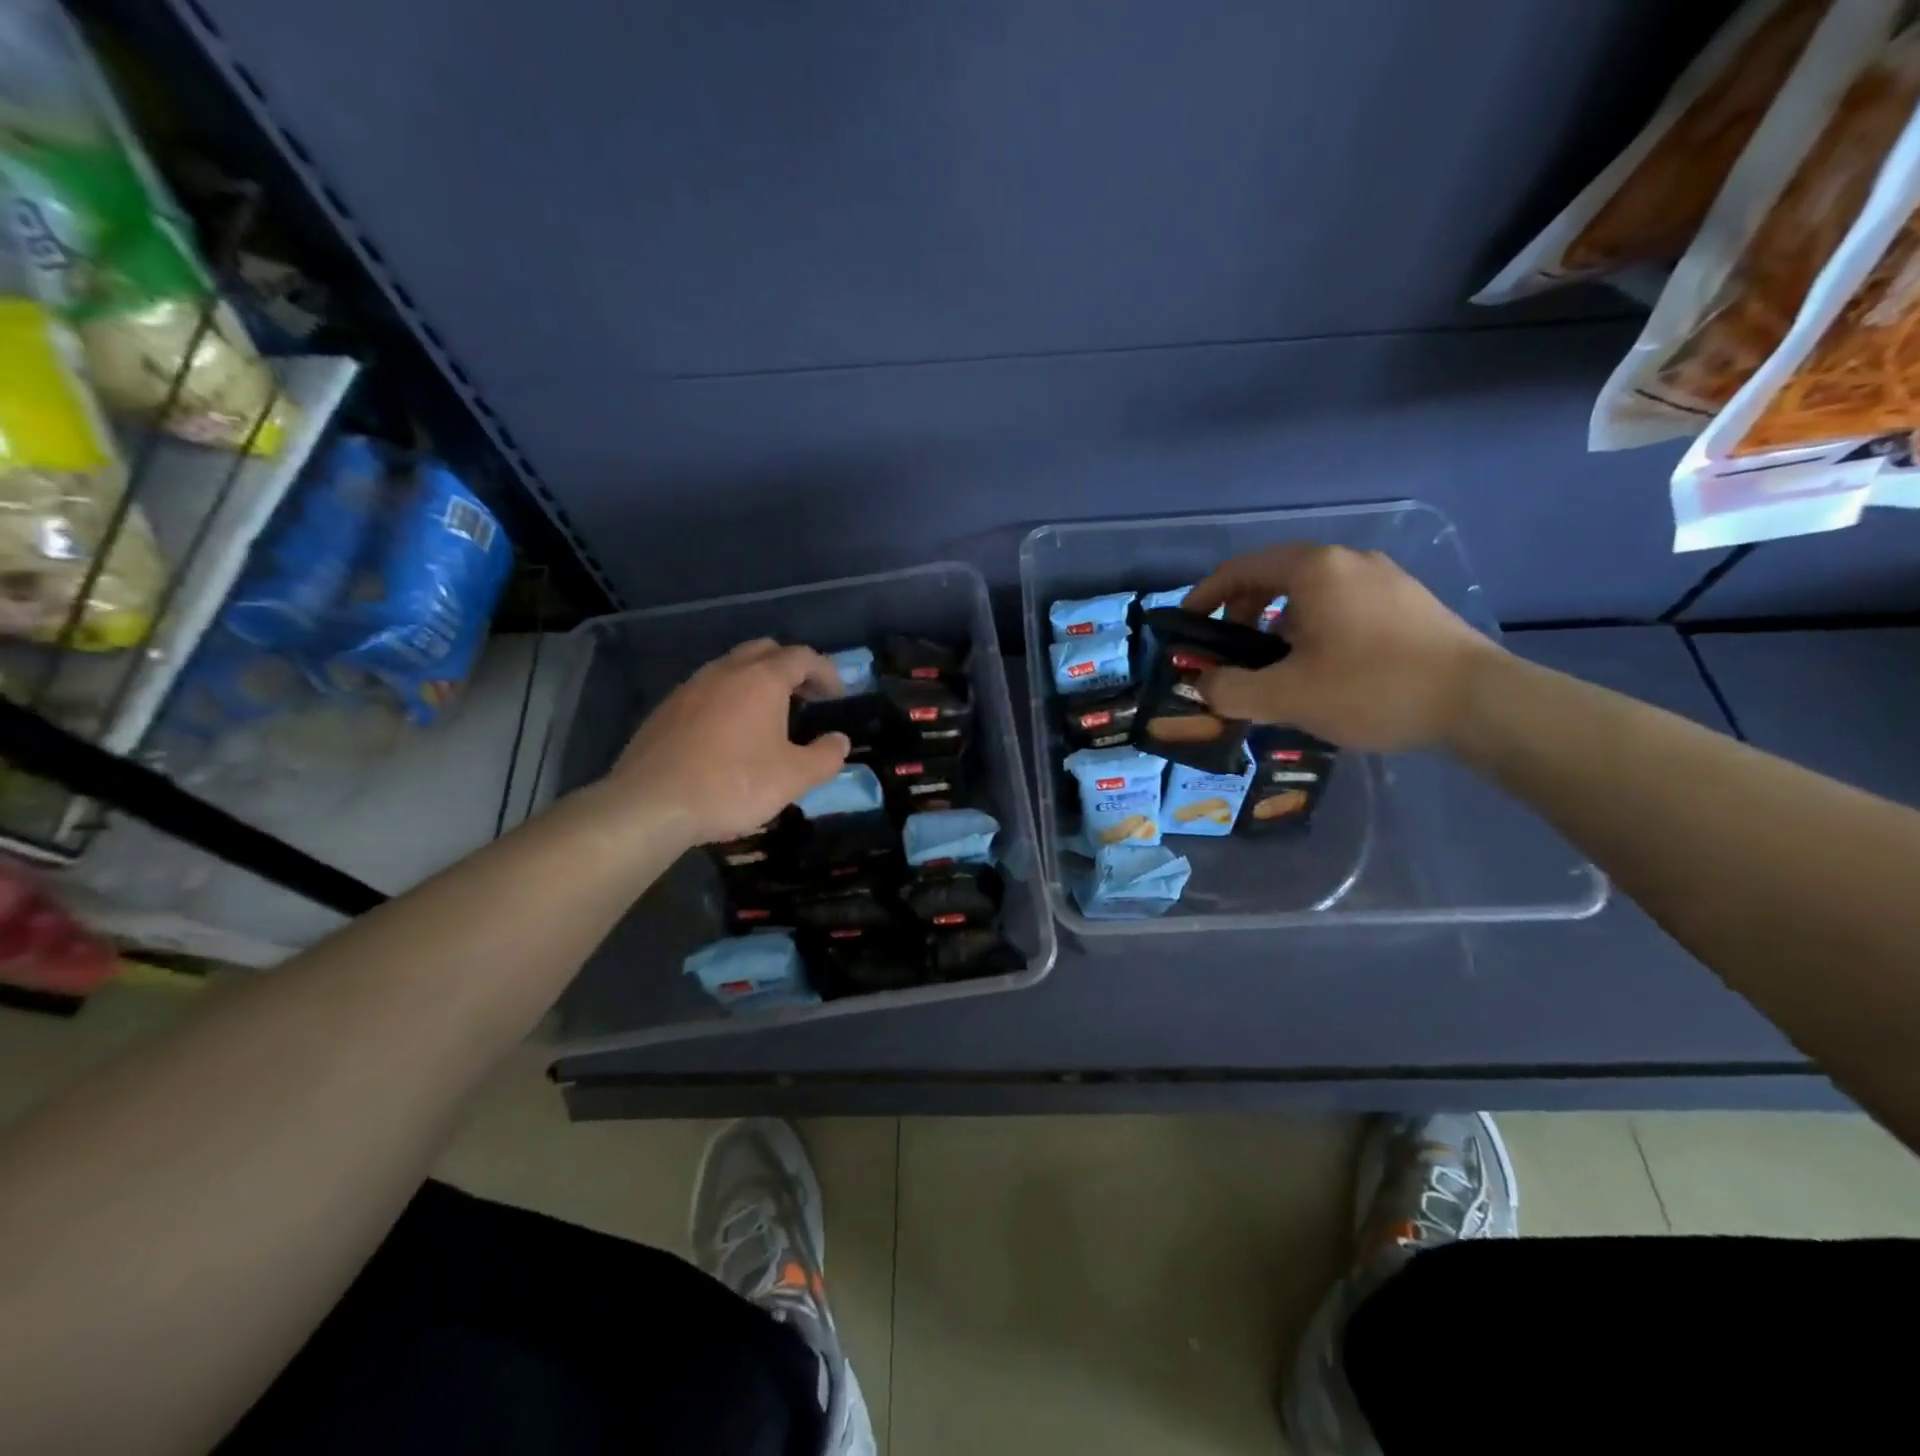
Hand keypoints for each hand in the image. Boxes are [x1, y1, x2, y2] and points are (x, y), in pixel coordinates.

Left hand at [604, 639, 850, 845]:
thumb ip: (825, 756)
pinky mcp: (666, 709)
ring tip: (768, 715)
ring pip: (731, 667)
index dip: (826, 671)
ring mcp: (690, 687)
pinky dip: (727, 698)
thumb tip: (839, 741)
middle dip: (790, 666)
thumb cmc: (733, 785)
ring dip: (756, 681)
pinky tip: (728, 733)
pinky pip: (707, 689)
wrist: (651, 804)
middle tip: (805, 696)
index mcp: (761, 679)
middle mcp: (725, 671)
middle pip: (765, 650)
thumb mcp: (794, 777)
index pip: (802, 657)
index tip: (837, 694)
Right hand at [1181, 543, 1503, 751]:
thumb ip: (1231, 690)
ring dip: (1277, 622)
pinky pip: (1341, 603)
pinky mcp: (1407, 601)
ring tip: (1274, 664)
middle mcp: (1347, 561)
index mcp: (1313, 570)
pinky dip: (1313, 625)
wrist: (1479, 702)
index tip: (1187, 626)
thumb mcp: (1286, 696)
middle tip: (1230, 652)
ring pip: (1310, 591)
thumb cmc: (1372, 688)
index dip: (1205, 596)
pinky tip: (1321, 666)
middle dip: (1241, 612)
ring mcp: (1383, 578)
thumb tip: (1205, 685)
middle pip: (1274, 576)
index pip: (1240, 569)